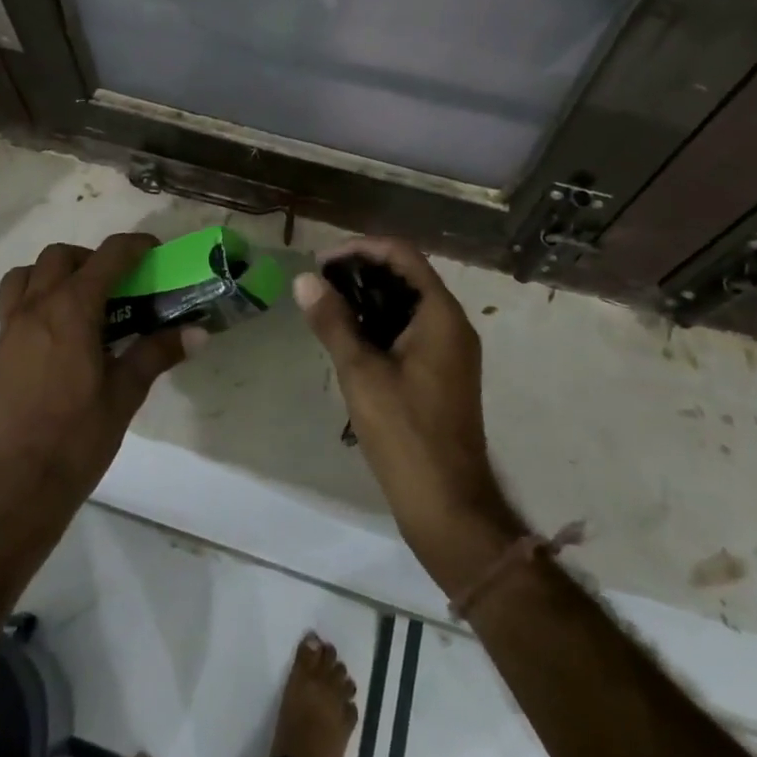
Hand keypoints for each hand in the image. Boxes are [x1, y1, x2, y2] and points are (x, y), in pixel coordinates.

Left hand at [0, 234, 194, 521]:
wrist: (20, 487)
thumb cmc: (79, 436)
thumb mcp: (126, 393)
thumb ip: (158, 352)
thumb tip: (198, 332)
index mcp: (72, 310)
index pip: (107, 256)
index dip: (134, 245)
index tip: (152, 250)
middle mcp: (36, 309)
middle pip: (59, 256)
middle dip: (89, 258)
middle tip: (113, 283)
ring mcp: (8, 332)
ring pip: (23, 276)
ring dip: (50, 275)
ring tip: (74, 301)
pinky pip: (10, 313)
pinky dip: (33, 309)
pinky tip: (52, 345)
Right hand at [295, 238, 524, 592]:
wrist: (449, 508)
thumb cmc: (406, 434)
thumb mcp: (361, 373)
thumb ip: (333, 322)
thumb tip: (304, 280)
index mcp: (441, 314)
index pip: (402, 255)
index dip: (361, 249)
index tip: (322, 261)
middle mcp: (452, 323)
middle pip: (406, 274)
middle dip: (362, 270)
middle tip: (320, 283)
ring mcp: (450, 350)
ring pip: (408, 302)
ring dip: (370, 296)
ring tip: (328, 306)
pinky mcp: (443, 372)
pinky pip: (411, 328)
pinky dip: (382, 322)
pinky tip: (351, 337)